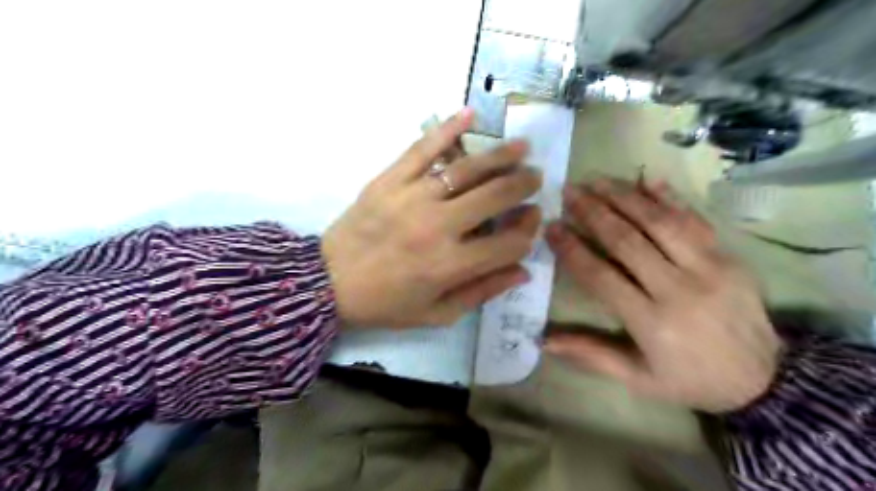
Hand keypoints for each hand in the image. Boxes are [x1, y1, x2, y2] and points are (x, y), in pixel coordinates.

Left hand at [320, 108, 541, 328]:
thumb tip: (524, 271)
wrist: (328, 283)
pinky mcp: (389, 180)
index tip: (532, 222)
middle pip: (495, 197)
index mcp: (450, 266)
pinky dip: (447, 129)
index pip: (508, 243)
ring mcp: (412, 197)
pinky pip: (422, 148)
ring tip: (521, 147)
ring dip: (500, 155)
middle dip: (523, 185)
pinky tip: (469, 115)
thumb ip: (482, 293)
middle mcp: (437, 227)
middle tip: (535, 176)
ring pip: (466, 169)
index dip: (528, 231)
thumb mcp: (437, 314)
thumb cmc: (386, 303)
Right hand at [546, 178, 783, 411]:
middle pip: (627, 241)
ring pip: (660, 223)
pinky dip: (671, 197)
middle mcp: (678, 289)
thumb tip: (544, 342)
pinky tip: (648, 179)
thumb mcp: (637, 378)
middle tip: (569, 192)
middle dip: (593, 213)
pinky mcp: (730, 258)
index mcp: (651, 322)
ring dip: (625, 197)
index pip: (600, 276)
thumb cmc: (690, 380)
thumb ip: (591, 355)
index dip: (572, 249)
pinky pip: (696, 220)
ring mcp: (709, 269)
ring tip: (598, 180)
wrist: (765, 380)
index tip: (552, 227)